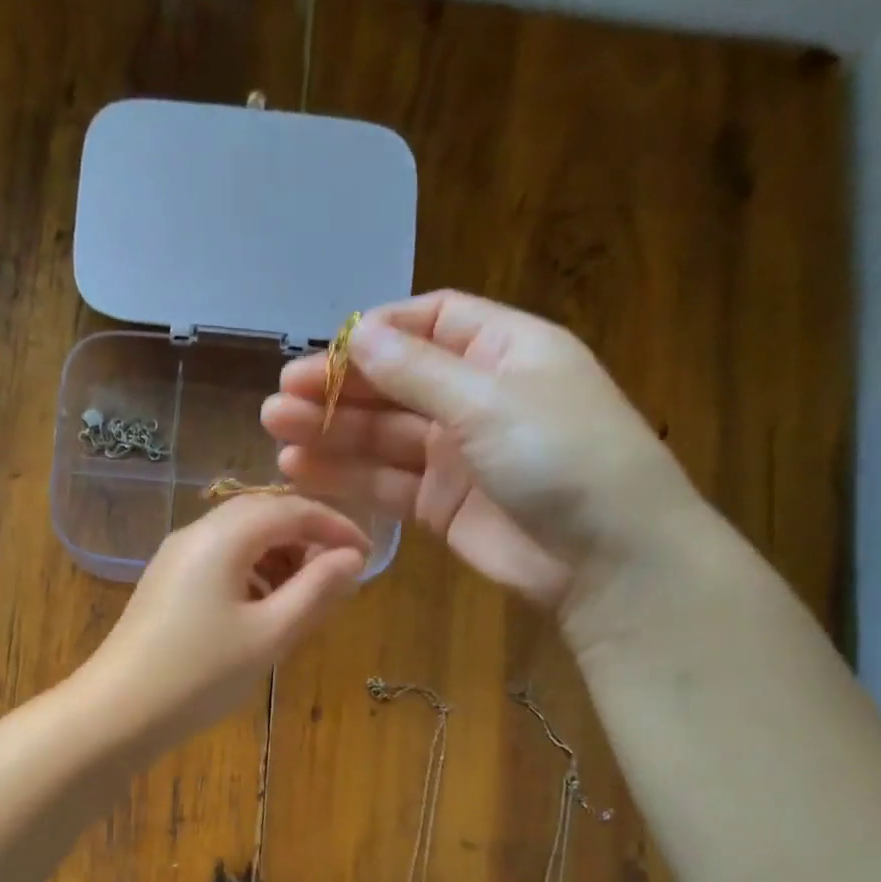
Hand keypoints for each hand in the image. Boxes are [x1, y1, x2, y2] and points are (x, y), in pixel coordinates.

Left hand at [75, 495, 368, 748]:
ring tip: (305, 598)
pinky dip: (252, 574)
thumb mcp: (269, 635)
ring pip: (239, 539)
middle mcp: (195, 534)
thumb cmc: (200, 674)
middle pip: (262, 515)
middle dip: (306, 538)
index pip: (291, 508)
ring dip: (279, 557)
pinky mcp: (165, 584)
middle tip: (338, 576)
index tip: (367, 555)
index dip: (335, 525)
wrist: (116, 712)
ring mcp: (175, 558)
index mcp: (223, 536)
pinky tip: (263, 610)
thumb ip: (316, 591)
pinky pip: (219, 562)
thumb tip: (352, 558)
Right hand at [262, 291, 705, 623]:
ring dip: (331, 432)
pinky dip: (346, 477)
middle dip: (339, 388)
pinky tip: (300, 471)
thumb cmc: (561, 457)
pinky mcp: (440, 505)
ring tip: (275, 431)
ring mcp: (456, 455)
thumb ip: (417, 372)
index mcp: (503, 350)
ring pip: (382, 436)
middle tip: (279, 397)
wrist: (605, 558)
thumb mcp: (489, 401)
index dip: (377, 333)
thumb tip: (359, 335)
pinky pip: (385, 483)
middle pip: (395, 383)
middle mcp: (476, 397)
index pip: (431, 322)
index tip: (324, 350)